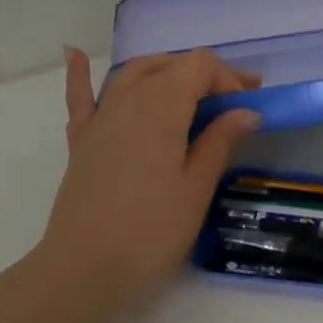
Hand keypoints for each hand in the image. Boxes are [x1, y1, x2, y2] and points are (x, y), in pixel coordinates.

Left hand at [37, 47, 260, 306]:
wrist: (84, 268)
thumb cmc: (151, 231)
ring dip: (165, 70)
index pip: (199, 66)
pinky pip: (80, 97)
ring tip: (190, 87)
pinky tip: (74, 54)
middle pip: (168, 65)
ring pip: (132, 73)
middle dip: (204, 74)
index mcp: (162, 108)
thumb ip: (219, 142)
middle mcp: (128, 100)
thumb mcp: (196, 188)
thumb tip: (246, 111)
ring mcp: (100, 118)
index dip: (227, 78)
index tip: (248, 106)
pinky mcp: (81, 140)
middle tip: (234, 100)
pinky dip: (80, 74)